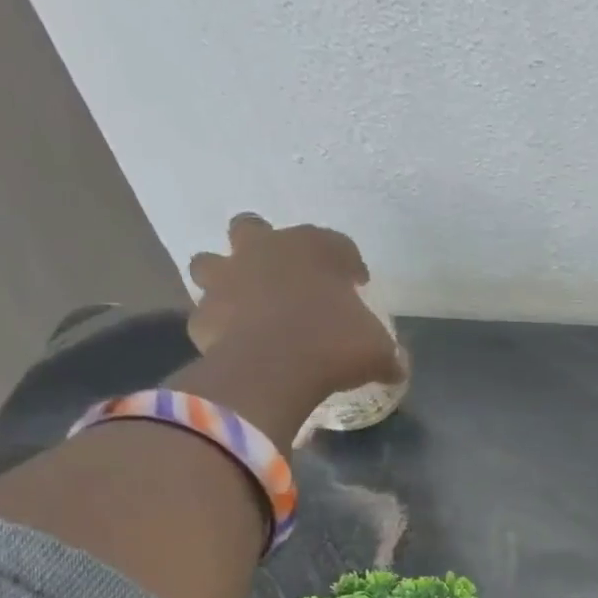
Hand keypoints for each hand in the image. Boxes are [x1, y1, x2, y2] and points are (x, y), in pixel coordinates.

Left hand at [187, 214, 406, 395]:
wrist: (272, 370)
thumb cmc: (334, 344)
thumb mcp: (378, 351)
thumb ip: (385, 352)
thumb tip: (396, 366)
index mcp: (312, 248)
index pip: (337, 244)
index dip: (349, 264)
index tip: (357, 285)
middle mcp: (263, 250)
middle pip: (253, 227)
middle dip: (265, 244)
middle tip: (286, 274)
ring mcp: (225, 279)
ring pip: (211, 261)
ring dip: (227, 276)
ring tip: (249, 302)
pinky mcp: (202, 314)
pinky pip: (209, 314)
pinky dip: (222, 324)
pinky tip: (240, 342)